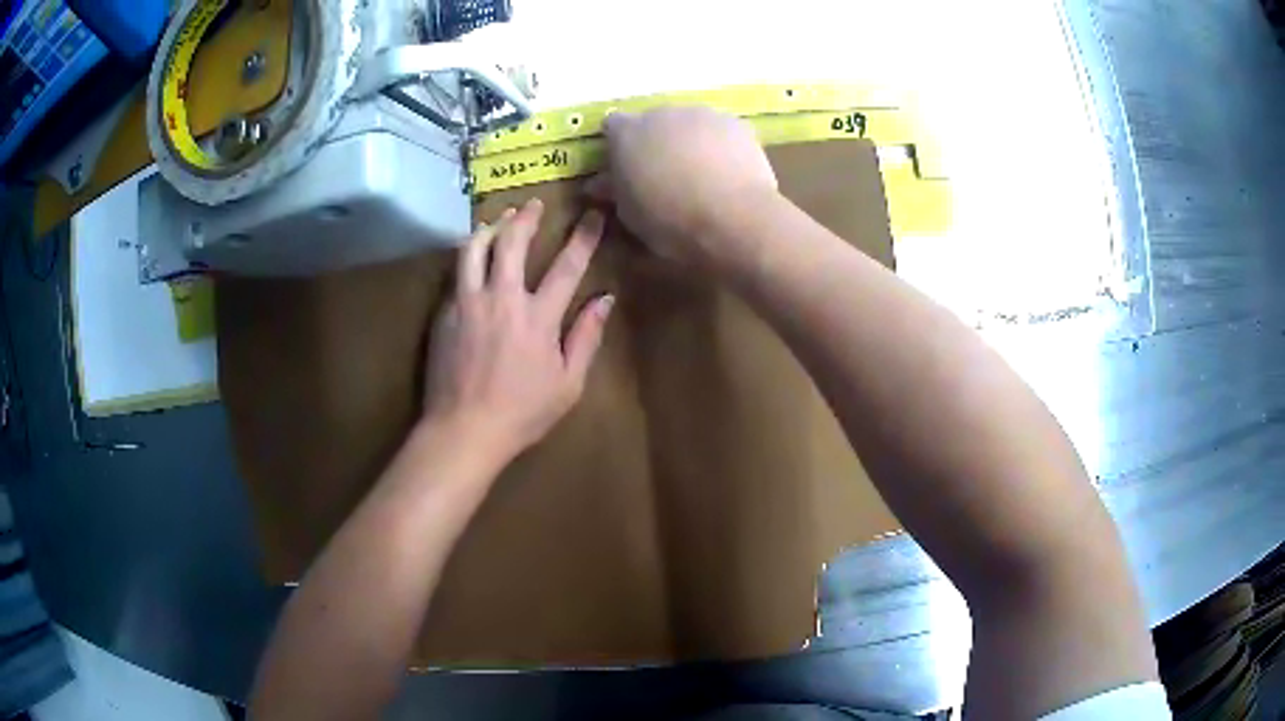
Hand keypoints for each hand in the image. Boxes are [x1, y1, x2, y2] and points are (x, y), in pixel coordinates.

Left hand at [422, 198, 613, 462]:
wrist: (464, 429)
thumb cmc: (522, 412)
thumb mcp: (569, 384)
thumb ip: (586, 337)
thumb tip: (605, 299)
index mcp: (538, 317)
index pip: (567, 266)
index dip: (584, 236)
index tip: (594, 214)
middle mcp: (502, 299)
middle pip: (513, 242)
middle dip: (526, 217)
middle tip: (533, 204)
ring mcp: (468, 303)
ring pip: (475, 248)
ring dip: (490, 227)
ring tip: (499, 219)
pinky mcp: (445, 313)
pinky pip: (457, 274)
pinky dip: (469, 257)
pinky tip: (473, 257)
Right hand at [585, 107, 777, 268]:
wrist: (736, 219)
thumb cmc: (672, 222)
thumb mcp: (630, 214)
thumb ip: (614, 191)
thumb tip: (599, 183)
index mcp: (626, 133)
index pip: (612, 126)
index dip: (618, 145)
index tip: (626, 166)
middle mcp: (661, 113)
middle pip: (652, 121)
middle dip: (655, 141)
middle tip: (665, 173)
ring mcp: (700, 114)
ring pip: (688, 123)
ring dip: (687, 141)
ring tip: (701, 174)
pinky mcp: (734, 123)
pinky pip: (719, 131)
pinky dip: (718, 145)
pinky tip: (727, 172)